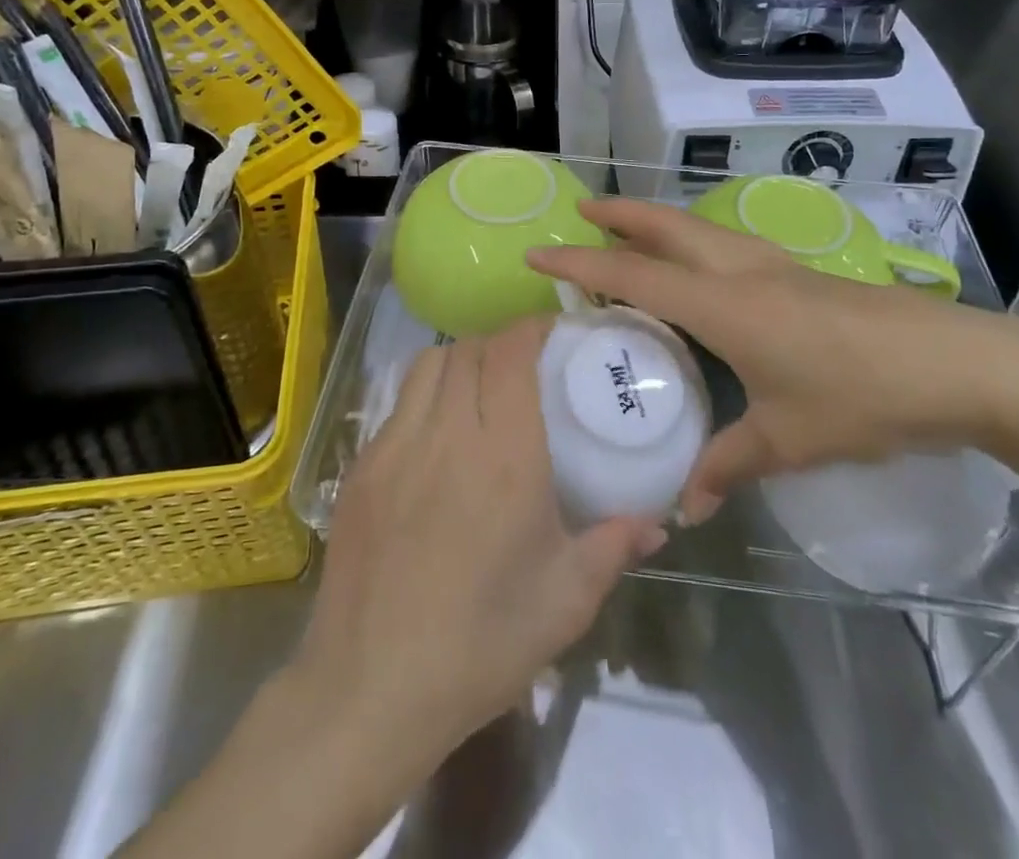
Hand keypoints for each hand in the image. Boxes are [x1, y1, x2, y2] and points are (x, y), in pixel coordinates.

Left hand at [296, 318, 665, 767]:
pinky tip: (437, 438)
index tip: (554, 332)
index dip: (532, 327)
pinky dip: (423, 397)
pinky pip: (396, 405)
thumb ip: (614, 546)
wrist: (370, 691)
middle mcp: (448, 433)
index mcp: (505, 454)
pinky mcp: (361, 468)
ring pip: (426, 365)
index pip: (511, 352)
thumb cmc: (481, 644)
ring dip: (458, 361)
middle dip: (499, 344)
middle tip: (523, 368)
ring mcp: (395, 446)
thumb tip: (658, 523)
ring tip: (479, 391)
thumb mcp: (565, 601)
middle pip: (468, 348)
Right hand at [529, 199, 1018, 521]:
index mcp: (725, 305)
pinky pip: (727, 246)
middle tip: (581, 210)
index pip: (635, 275)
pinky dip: (694, 242)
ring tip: (630, 231)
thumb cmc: (864, 397)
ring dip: (658, 222)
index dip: (582, 263)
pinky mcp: (801, 275)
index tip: (539, 252)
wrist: (958, 364)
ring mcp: (775, 267)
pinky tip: (702, 268)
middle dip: (620, 214)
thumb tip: (686, 505)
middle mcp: (742, 271)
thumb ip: (730, 463)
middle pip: (667, 226)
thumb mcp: (790, 440)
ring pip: (699, 229)